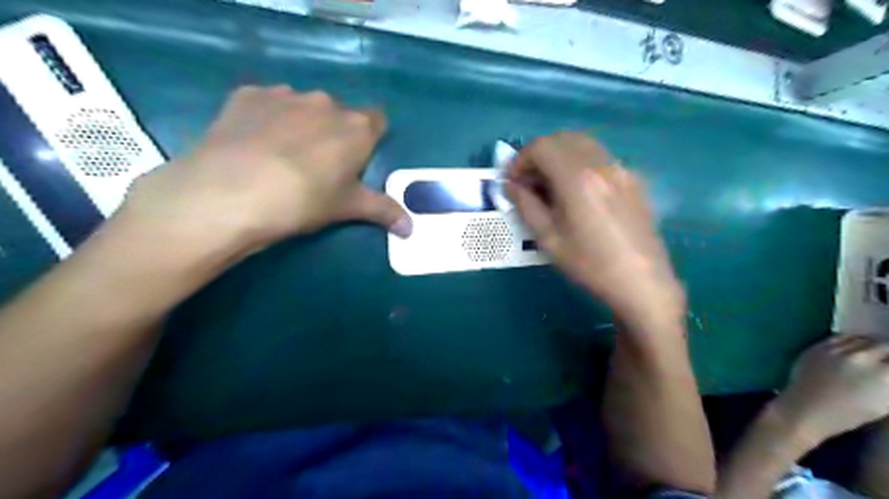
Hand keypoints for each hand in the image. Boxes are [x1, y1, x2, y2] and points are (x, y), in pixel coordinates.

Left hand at [119, 84, 411, 251]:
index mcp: (357, 128)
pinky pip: (267, 103)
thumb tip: (411, 230)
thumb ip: (384, 211)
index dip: (370, 139)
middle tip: (318, 166)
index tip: (357, 160)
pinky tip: (253, 144)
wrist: (231, 193)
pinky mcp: (248, 95)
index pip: (378, 121)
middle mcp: (325, 103)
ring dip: (300, 124)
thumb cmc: (304, 201)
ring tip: (280, 157)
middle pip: (339, 114)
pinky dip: (266, 118)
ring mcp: (285, 95)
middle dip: (334, 134)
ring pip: (303, 107)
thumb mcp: (348, 208)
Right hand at [503, 131, 681, 329]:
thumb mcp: (549, 239)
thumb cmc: (590, 264)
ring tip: (550, 185)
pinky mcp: (633, 180)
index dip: (520, 160)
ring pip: (583, 144)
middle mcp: (601, 164)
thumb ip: (526, 206)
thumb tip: (510, 185)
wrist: (642, 282)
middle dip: (538, 154)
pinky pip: (600, 158)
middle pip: (562, 138)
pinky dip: (580, 163)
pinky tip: (577, 193)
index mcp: (577, 178)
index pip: (541, 147)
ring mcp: (621, 170)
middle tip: (528, 182)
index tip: (512, 182)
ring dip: (560, 156)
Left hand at [776, 336, 887, 444]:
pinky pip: (841, 338)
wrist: (806, 407)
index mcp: (884, 375)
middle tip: (885, 361)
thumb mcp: (884, 402)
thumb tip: (887, 370)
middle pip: (885, 345)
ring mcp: (837, 349)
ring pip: (864, 339)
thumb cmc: (849, 413)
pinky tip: (853, 349)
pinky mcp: (819, 346)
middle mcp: (862, 357)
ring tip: (873, 353)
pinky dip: (851, 342)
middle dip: (888, 353)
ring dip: (871, 345)